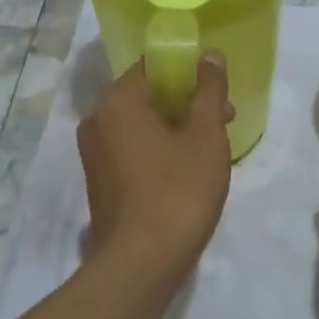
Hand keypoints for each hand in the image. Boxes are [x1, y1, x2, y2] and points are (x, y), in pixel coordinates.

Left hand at [77, 54, 233, 281]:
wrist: (141, 263)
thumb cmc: (178, 191)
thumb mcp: (205, 135)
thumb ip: (208, 90)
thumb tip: (208, 55)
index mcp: (118, 100)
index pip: (154, 65)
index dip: (189, 71)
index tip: (217, 90)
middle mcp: (97, 119)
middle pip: (148, 95)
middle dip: (187, 102)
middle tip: (224, 120)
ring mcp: (94, 152)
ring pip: (142, 124)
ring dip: (176, 127)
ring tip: (212, 148)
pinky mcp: (100, 180)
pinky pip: (132, 148)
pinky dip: (159, 148)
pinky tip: (187, 170)